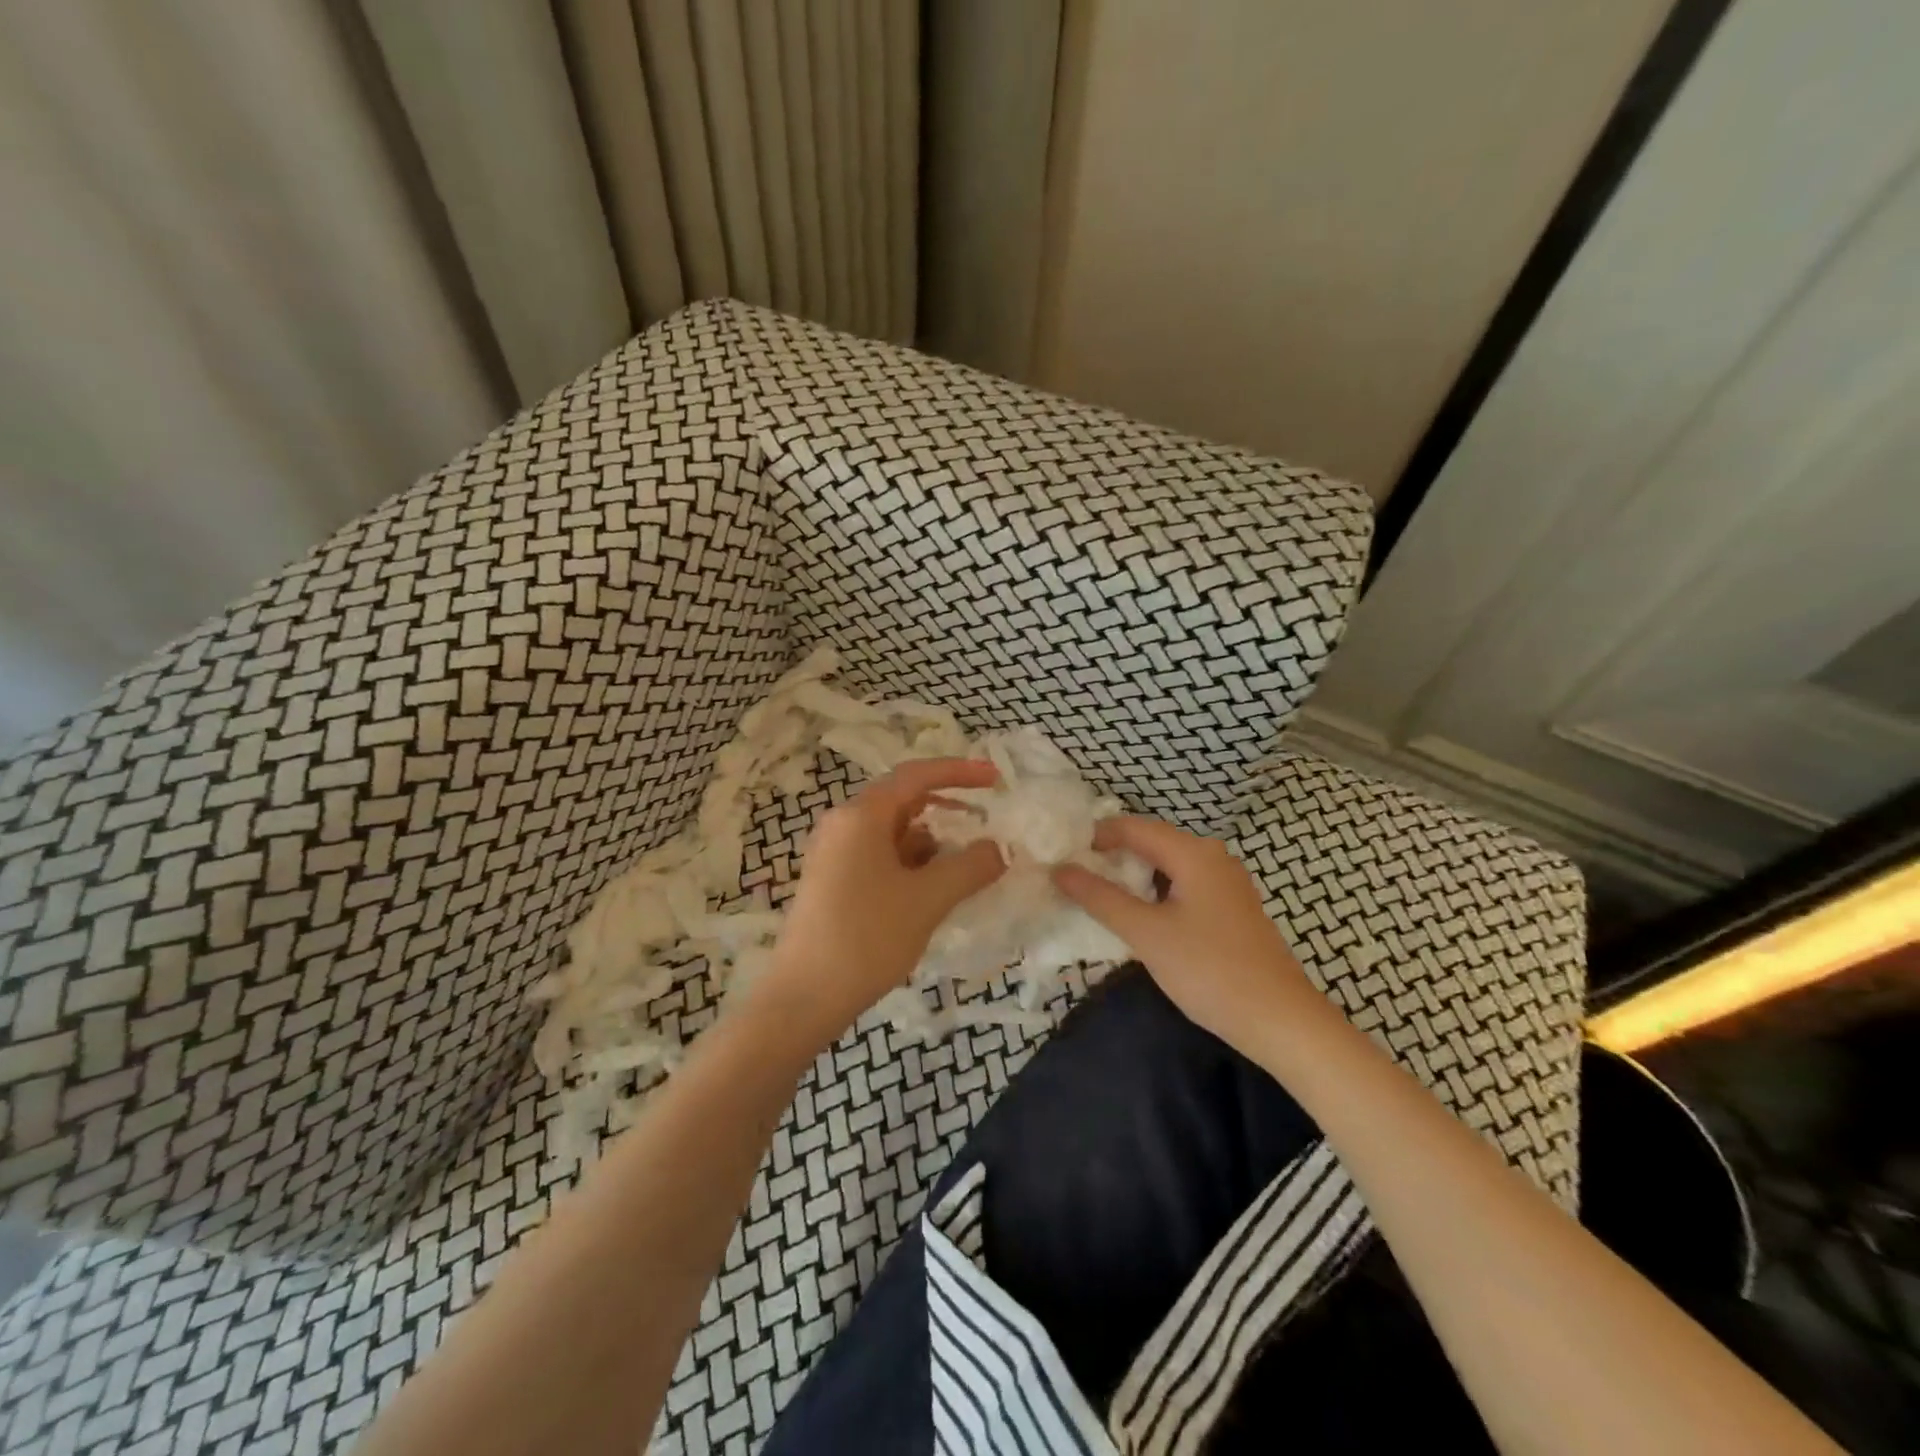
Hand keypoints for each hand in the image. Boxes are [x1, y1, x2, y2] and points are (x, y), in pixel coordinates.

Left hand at [750, 758, 1005, 1049]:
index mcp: (860, 815)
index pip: (917, 775)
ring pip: (893, 833)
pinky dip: (911, 865)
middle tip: (984, 821)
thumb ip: (970, 867)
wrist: (804, 999)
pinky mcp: (833, 881)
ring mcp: (834, 854)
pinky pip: (880, 857)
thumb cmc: (866, 938)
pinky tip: (932, 891)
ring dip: (931, 844)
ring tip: (965, 868)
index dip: (960, 772)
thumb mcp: (928, 900)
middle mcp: (843, 825)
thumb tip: (998, 849)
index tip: (996, 779)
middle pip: (904, 802)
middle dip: (947, 810)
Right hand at [1052, 816, 1317, 1056]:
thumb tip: (1060, 870)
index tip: (1064, 855)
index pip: (1133, 827)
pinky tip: (1141, 916)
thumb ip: (1100, 898)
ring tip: (1100, 895)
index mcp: (1194, 853)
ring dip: (1134, 876)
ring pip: (1169, 866)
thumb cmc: (1209, 970)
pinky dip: (1156, 892)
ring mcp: (1227, 883)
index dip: (1096, 836)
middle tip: (1076, 876)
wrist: (1280, 1021)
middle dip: (1113, 856)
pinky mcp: (1232, 908)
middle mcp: (1213, 857)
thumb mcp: (1146, 933)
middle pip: (1152, 842)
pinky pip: (1184, 885)